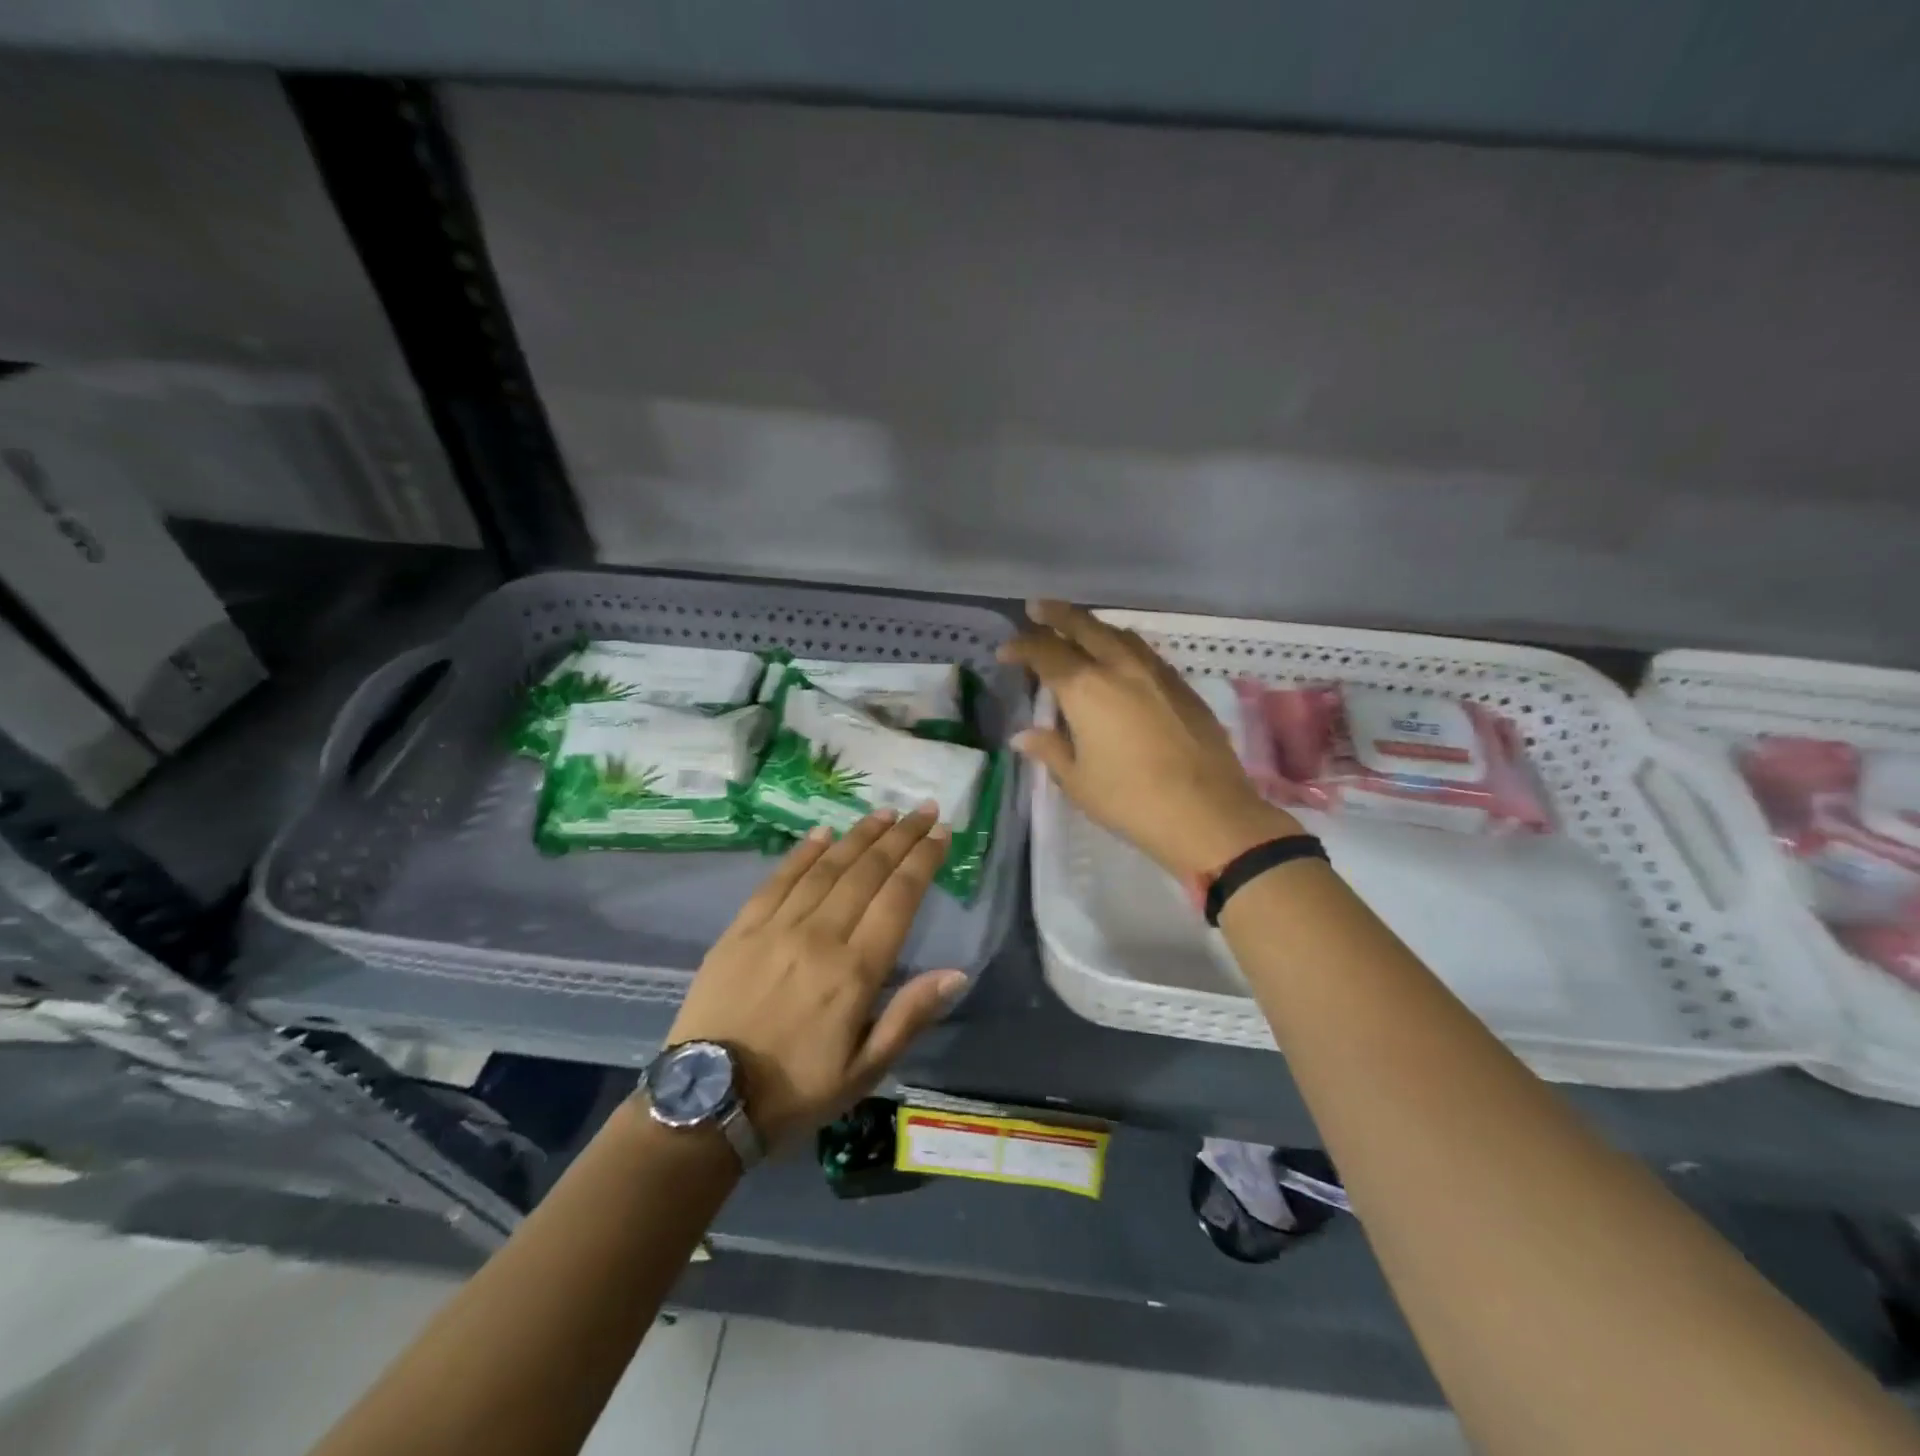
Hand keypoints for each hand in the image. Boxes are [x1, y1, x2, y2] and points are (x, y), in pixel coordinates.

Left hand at [665, 806, 965, 1146]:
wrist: (707, 1102)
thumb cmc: (796, 1090)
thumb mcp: (864, 1070)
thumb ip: (909, 1016)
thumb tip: (957, 973)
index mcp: (854, 971)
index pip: (899, 898)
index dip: (923, 860)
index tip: (942, 832)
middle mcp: (819, 936)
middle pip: (867, 872)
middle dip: (901, 836)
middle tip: (923, 808)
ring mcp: (776, 927)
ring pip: (827, 867)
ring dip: (859, 835)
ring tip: (885, 812)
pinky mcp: (741, 929)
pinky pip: (779, 879)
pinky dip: (804, 852)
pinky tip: (824, 833)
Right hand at [1000, 599, 1299, 878]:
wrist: (1207, 812)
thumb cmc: (1130, 800)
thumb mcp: (1078, 781)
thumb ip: (1050, 750)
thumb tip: (1024, 736)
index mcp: (1085, 689)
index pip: (1046, 654)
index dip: (1022, 647)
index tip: (1006, 651)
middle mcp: (1119, 668)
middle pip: (1084, 627)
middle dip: (1057, 615)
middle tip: (1037, 607)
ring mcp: (1156, 673)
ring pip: (1118, 634)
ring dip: (1092, 626)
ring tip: (1077, 628)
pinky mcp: (1182, 686)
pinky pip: (1143, 652)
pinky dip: (1121, 645)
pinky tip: (1119, 658)